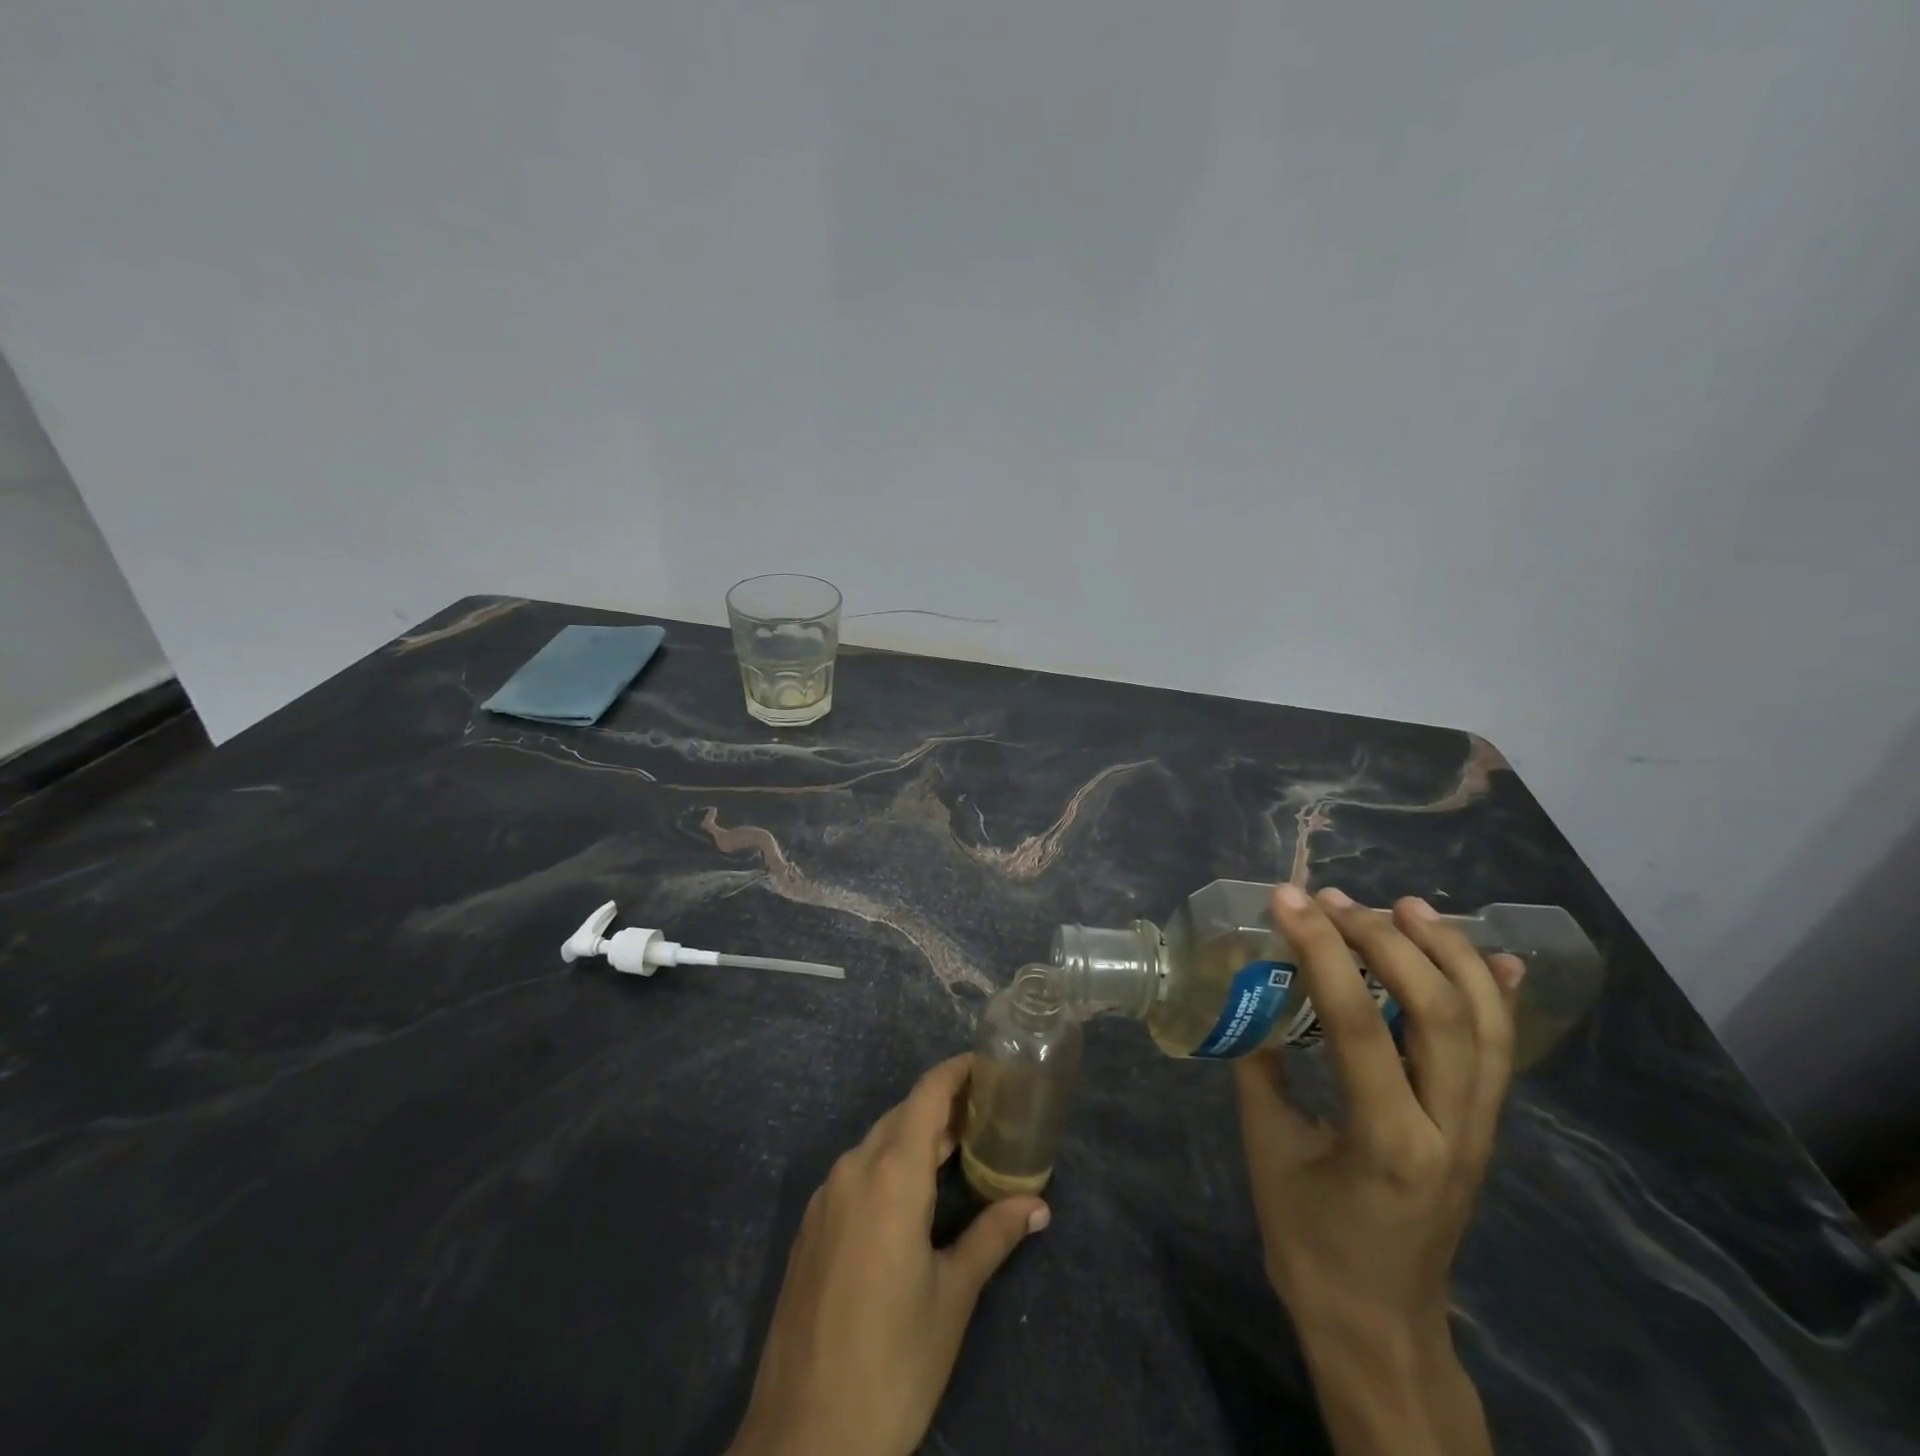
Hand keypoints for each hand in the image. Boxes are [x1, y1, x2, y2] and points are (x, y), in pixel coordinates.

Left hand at [728, 1054, 1049, 1455]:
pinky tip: (913, 1194)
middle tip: (988, 1112)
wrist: (803, 1440)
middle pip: (902, 1115)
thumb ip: (993, 1236)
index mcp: (890, 1176)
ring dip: (916, 1137)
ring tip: (959, 1148)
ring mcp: (825, 1198)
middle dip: (944, 1107)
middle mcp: (852, 1170)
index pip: (926, 1095)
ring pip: (877, 1143)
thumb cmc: (892, 1362)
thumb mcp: (952, 1297)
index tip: (988, 1064)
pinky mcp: (811, 1227)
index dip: (956, 1072)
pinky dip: (889, 1164)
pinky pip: (857, 1173)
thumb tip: (1038, 1205)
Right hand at [1235, 885, 1524, 1455]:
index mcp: (1386, 1142)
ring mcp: (1478, 1130)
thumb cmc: (1311, 1244)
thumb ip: (1262, 1067)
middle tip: (1336, 901)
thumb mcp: (1266, 1151)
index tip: (1288, 900)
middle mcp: (1450, 1129)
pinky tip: (1490, 954)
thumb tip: (1251, 995)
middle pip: (1440, 1012)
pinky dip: (1496, 995)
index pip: (1358, 1023)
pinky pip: (1501, 1051)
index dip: (1321, 950)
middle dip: (1387, 941)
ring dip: (1448, 953)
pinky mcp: (1484, 1129)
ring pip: (1486, 1024)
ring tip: (1406, 905)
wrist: (1380, 1325)